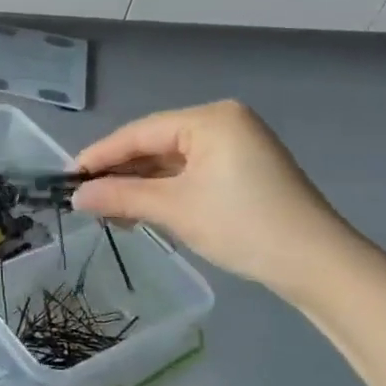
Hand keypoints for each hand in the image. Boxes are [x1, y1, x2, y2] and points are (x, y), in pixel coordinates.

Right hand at [70, 101, 361, 302]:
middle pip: (154, 144)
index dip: (100, 155)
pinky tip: (141, 211)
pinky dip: (164, 191)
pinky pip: (189, 173)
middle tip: (86, 198)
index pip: (140, 132)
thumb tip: (76, 196)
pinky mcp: (242, 171)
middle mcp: (223, 123)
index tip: (67, 177)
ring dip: (139, 186)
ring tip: (109, 210)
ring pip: (170, 161)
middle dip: (120, 173)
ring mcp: (236, 146)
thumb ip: (120, 197)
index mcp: (210, 119)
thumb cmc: (243, 226)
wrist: (318, 265)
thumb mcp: (174, 210)